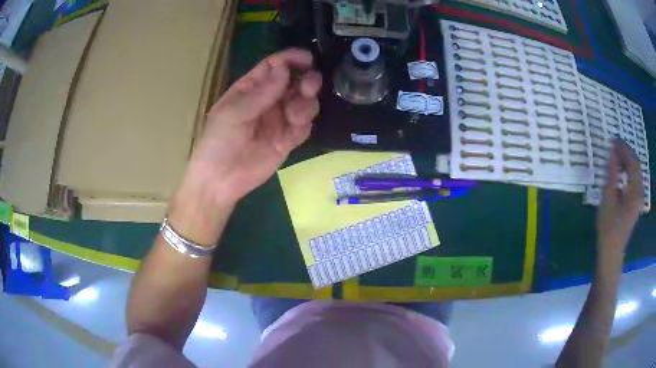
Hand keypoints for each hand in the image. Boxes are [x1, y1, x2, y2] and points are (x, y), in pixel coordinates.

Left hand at [186, 48, 321, 205]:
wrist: (220, 180)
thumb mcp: (234, 113)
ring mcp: (279, 120)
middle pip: (293, 82)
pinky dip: (305, 123)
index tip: (308, 59)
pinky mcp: (287, 140)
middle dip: (305, 81)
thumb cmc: (218, 142)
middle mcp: (268, 101)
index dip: (290, 60)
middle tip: (309, 85)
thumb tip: (283, 66)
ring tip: (296, 113)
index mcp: (250, 88)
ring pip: (303, 102)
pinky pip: (303, 126)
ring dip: (306, 103)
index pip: (274, 67)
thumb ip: (261, 92)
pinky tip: (296, 126)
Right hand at [596, 139, 643, 255]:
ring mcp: (639, 197)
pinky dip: (628, 170)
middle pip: (636, 164)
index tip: (613, 139)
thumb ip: (612, 173)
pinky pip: (635, 179)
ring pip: (636, 171)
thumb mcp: (608, 199)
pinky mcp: (636, 201)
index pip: (632, 161)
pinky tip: (620, 170)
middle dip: (626, 151)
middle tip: (614, 145)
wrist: (611, 252)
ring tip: (616, 155)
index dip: (623, 148)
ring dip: (627, 160)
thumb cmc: (608, 228)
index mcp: (635, 191)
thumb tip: (612, 151)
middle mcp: (640, 191)